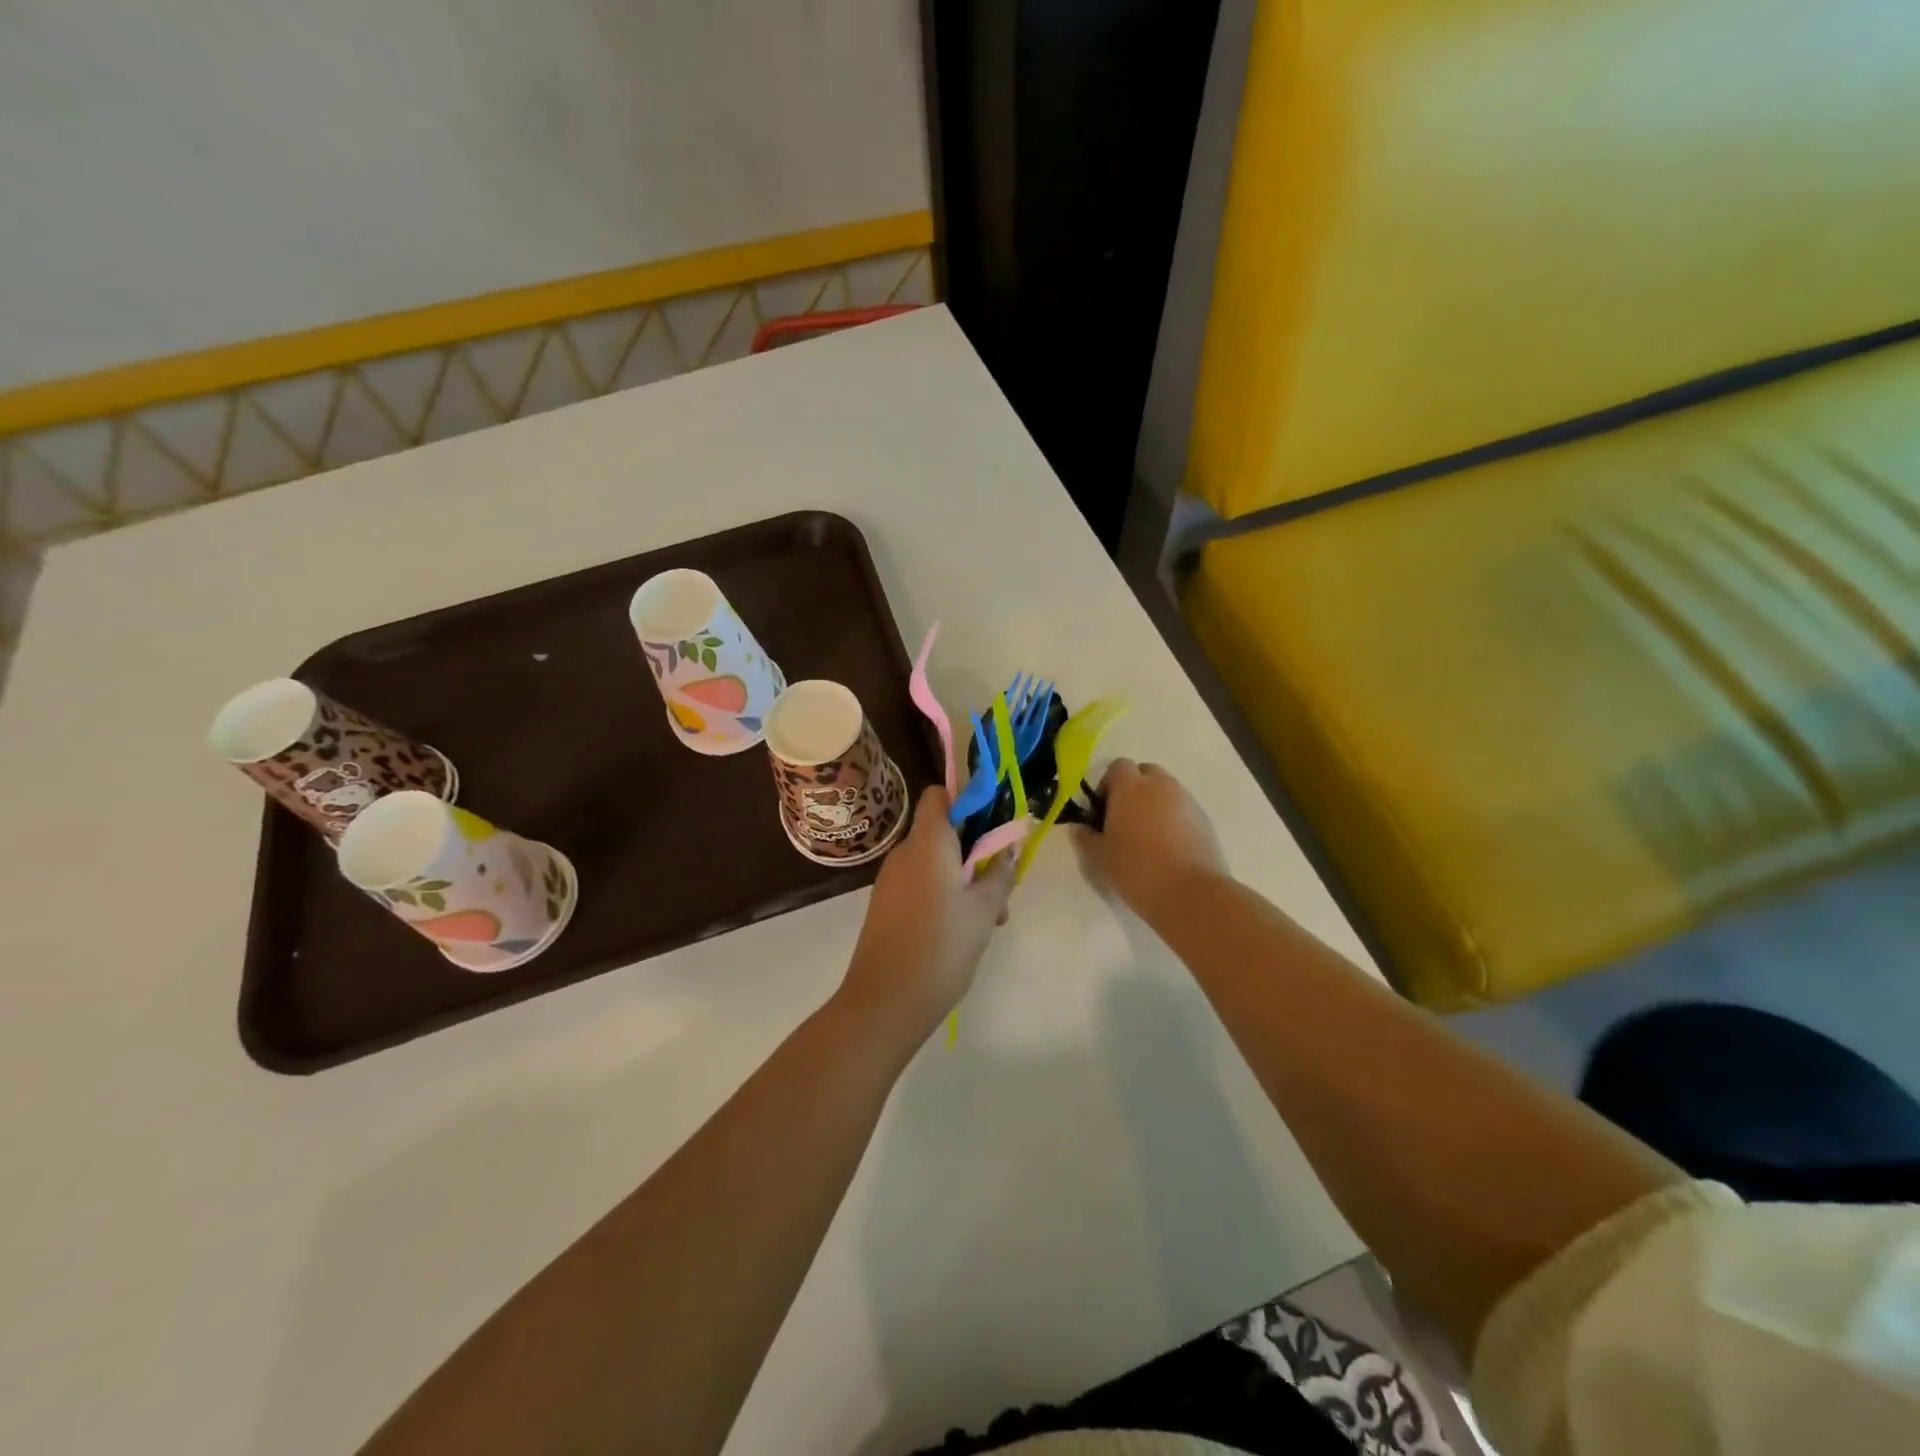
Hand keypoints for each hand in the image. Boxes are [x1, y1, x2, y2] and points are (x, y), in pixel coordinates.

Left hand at [837, 788, 1015, 1044]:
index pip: (939, 795)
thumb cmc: (941, 947)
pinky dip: (943, 894)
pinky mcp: (885, 905)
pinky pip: (920, 883)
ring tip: (989, 919)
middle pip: (942, 831)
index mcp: (927, 843)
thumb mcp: (984, 910)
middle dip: (975, 850)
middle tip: (1001, 885)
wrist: (884, 1002)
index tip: (993, 825)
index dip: (967, 800)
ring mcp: (891, 880)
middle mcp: (904, 853)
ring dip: (963, 878)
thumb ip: (1000, 874)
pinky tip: (961, 931)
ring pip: (934, 862)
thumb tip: (1009, 849)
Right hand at [1073, 759, 1226, 922]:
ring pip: (1166, 790)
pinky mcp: (1205, 820)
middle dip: (1134, 789)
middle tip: (1125, 819)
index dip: (1108, 784)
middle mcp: (1161, 785)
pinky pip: (1183, 809)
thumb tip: (1080, 827)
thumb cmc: (1135, 869)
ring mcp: (1187, 801)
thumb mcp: (1098, 857)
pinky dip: (1173, 819)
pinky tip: (1168, 848)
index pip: (1118, 766)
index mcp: (1130, 787)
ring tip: (1148, 836)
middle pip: (1145, 773)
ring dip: (1155, 804)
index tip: (1103, 810)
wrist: (1190, 893)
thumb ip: (1085, 837)